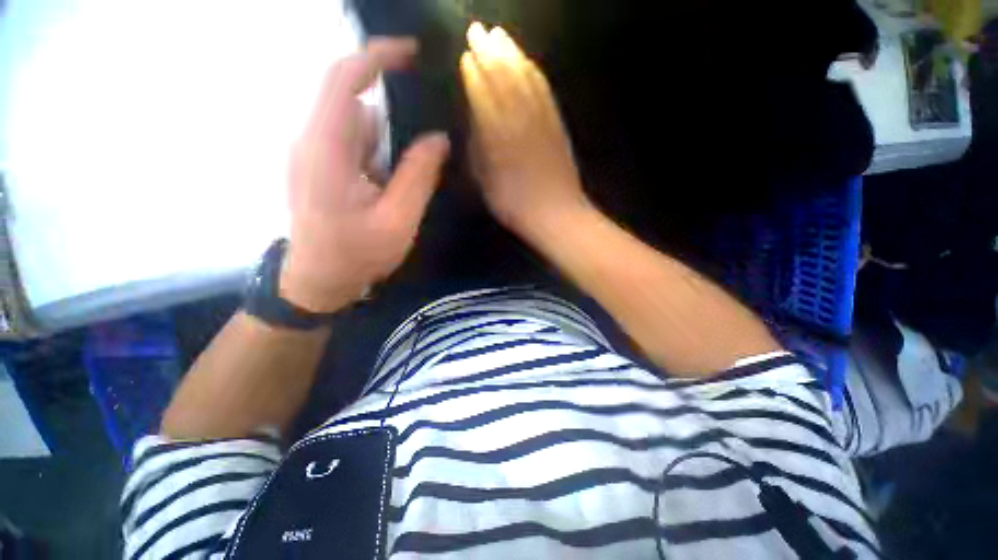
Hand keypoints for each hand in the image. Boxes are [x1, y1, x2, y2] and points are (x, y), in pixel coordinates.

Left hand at [282, 38, 450, 311]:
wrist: (319, 280)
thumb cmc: (357, 255)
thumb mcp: (398, 220)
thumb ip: (418, 176)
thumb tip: (438, 138)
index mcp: (326, 150)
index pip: (345, 80)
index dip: (378, 57)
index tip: (412, 53)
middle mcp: (312, 141)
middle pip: (353, 101)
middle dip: (391, 110)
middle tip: (425, 133)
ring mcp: (312, 153)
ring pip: (356, 125)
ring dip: (385, 141)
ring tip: (403, 175)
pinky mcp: (319, 165)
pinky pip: (352, 142)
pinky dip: (377, 152)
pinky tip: (389, 183)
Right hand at [460, 23, 589, 236]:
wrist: (556, 214)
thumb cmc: (515, 205)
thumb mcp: (486, 183)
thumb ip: (478, 151)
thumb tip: (475, 124)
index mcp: (498, 138)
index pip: (483, 96)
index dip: (474, 74)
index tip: (465, 55)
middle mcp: (520, 122)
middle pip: (504, 79)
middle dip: (490, 52)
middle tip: (479, 30)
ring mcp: (542, 121)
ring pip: (526, 79)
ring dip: (513, 54)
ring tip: (500, 36)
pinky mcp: (557, 125)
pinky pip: (545, 92)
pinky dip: (535, 73)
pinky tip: (529, 63)